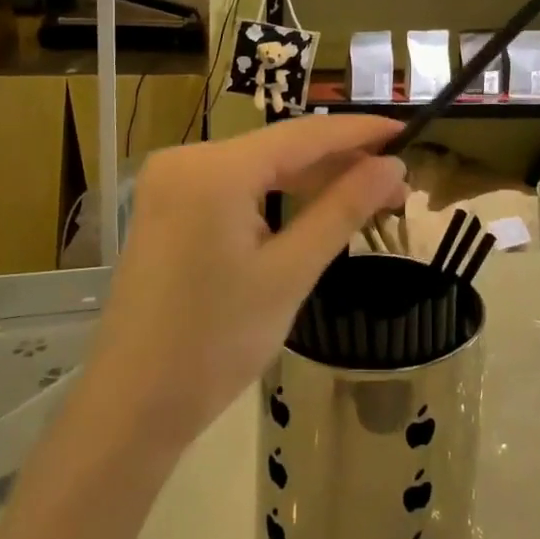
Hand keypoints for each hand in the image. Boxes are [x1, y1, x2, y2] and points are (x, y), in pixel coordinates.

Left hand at [77, 116, 406, 452]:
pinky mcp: (169, 205)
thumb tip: (394, 166)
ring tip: (369, 197)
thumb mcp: (290, 273)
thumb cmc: (215, 344)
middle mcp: (187, 159)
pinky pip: (237, 185)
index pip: (303, 136)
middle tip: (397, 185)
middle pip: (281, 149)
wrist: (132, 407)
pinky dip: (278, 195)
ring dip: (312, 180)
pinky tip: (315, 207)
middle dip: (340, 163)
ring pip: (260, 166)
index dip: (358, 132)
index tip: (407, 132)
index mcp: (214, 169)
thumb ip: (343, 209)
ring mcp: (173, 181)